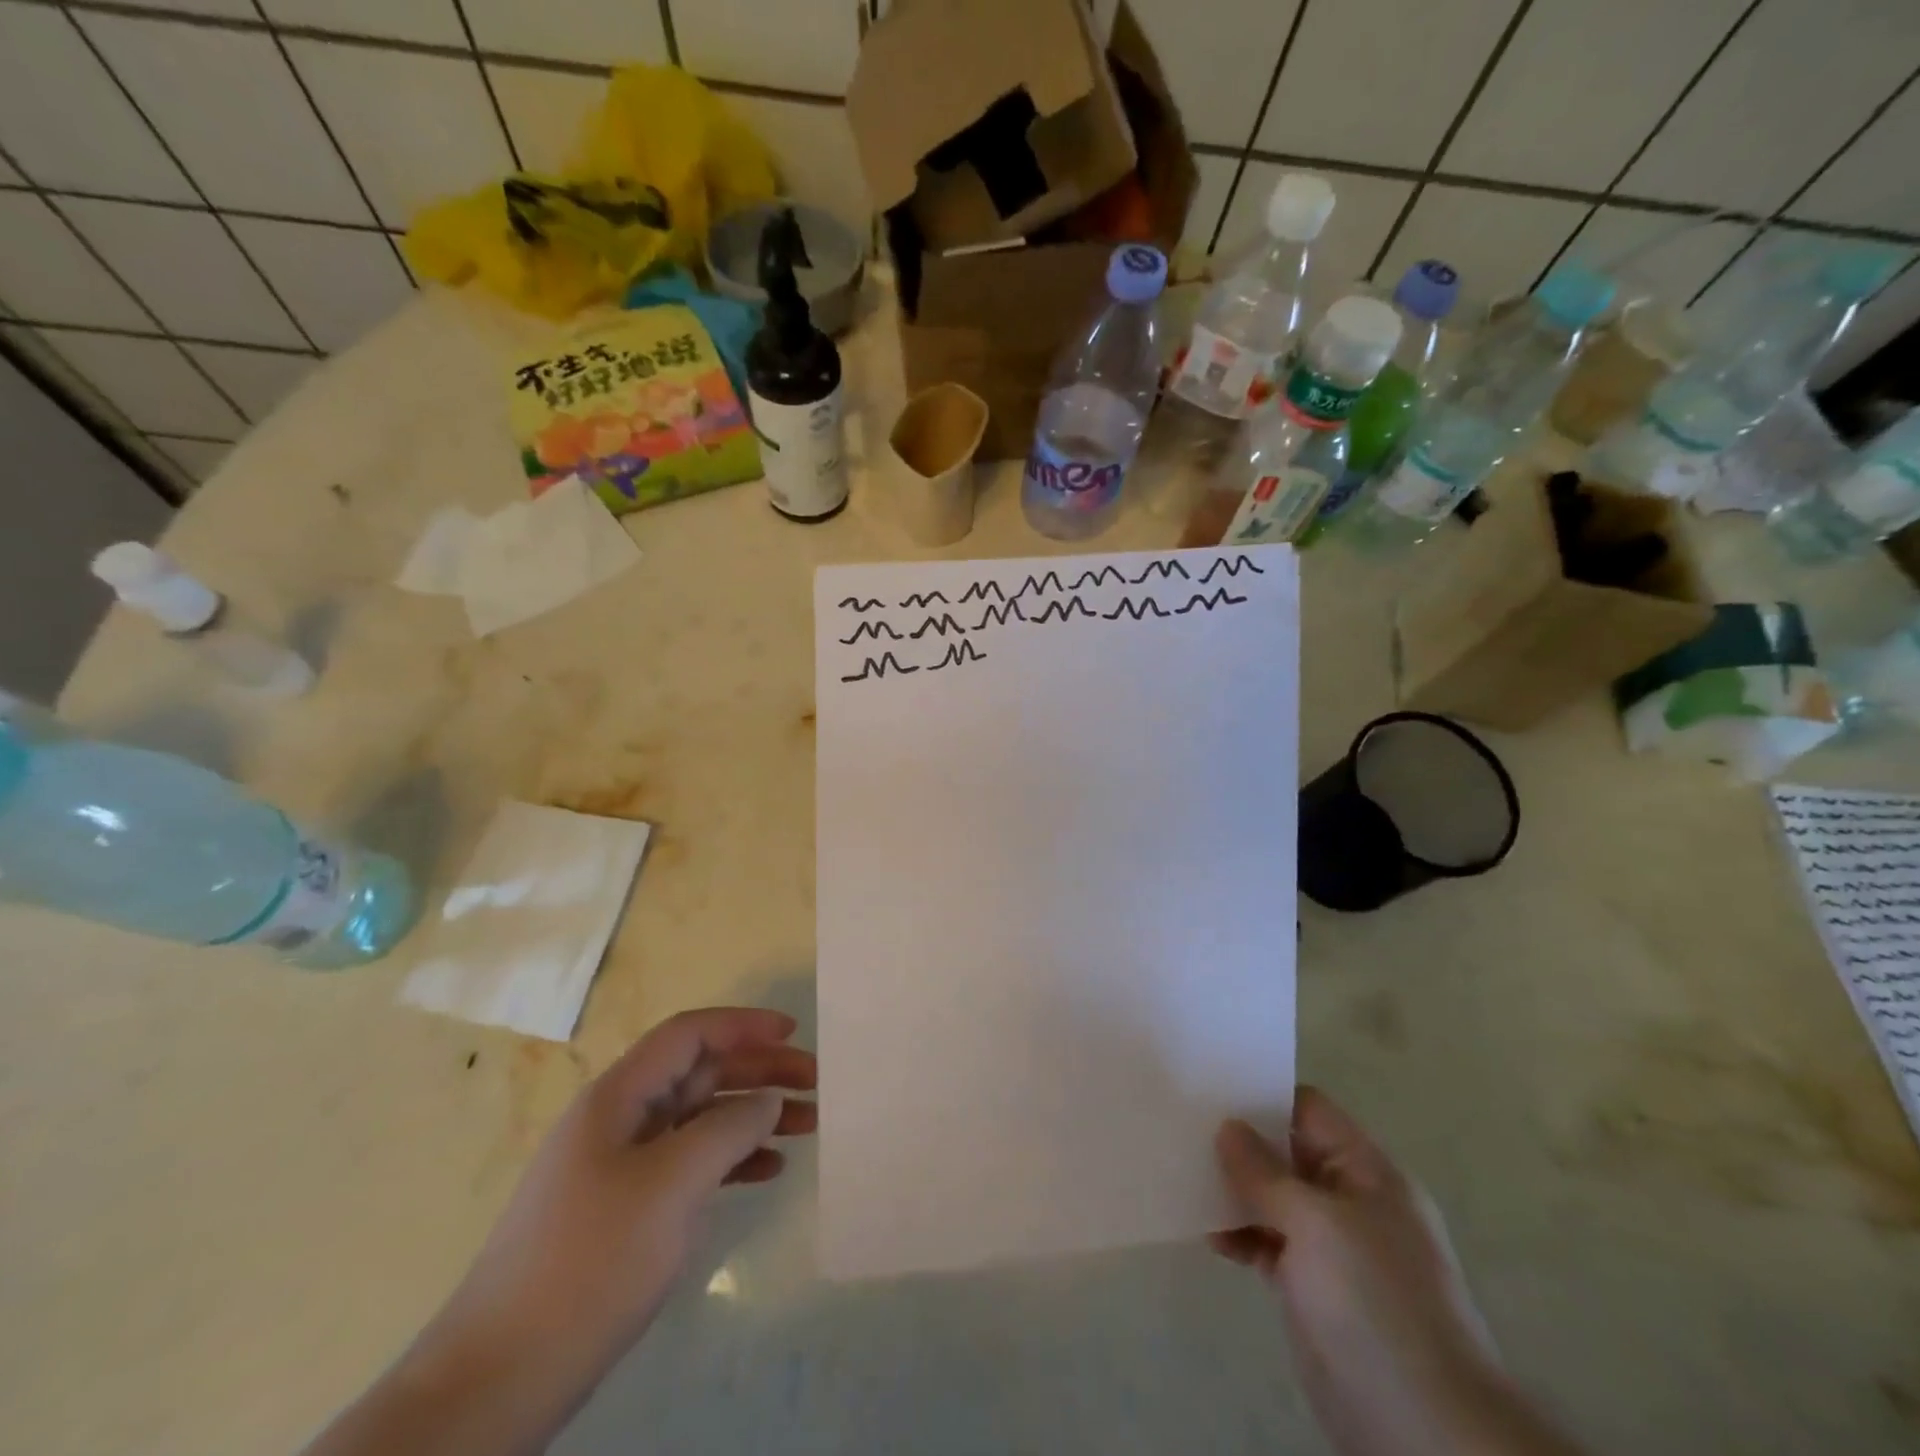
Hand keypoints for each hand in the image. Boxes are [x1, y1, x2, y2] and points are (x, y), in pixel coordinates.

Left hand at [306, 1009, 814, 1455]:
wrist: (498, 1379)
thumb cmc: (589, 1261)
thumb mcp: (671, 1185)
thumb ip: (728, 1129)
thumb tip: (767, 1099)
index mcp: (618, 1098)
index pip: (689, 1034)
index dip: (743, 1025)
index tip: (793, 1033)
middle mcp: (619, 1120)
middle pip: (700, 1074)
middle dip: (759, 1072)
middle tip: (816, 1085)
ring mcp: (620, 1168)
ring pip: (700, 1119)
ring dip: (753, 1116)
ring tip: (807, 1126)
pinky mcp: (626, 1211)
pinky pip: (691, 1165)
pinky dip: (732, 1160)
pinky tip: (769, 1172)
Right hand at [1213, 1089, 1585, 1455]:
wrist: (1424, 1428)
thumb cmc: (1374, 1302)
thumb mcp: (1315, 1223)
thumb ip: (1265, 1172)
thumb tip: (1228, 1127)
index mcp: (1366, 1172)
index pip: (1309, 1110)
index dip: (1263, 1095)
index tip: (1209, 1087)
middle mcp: (1350, 1200)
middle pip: (1287, 1152)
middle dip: (1240, 1142)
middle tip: (1182, 1126)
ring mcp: (1332, 1247)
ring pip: (1273, 1199)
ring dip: (1233, 1189)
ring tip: (1182, 1175)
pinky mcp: (1312, 1288)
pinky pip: (1267, 1242)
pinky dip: (1239, 1234)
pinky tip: (1205, 1231)